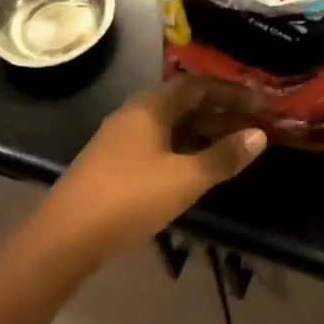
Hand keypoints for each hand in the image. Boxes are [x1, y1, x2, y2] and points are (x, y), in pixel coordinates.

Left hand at [35, 77, 265, 268]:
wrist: (64, 237)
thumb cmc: (128, 199)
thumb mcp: (184, 179)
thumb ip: (223, 157)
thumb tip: (259, 136)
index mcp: (151, 107)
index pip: (198, 85)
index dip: (231, 91)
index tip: (260, 103)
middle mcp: (135, 113)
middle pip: (184, 102)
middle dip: (220, 112)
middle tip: (253, 126)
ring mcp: (121, 138)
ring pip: (171, 125)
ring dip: (202, 132)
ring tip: (232, 147)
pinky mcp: (114, 162)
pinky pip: (159, 142)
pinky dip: (184, 147)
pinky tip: (196, 168)